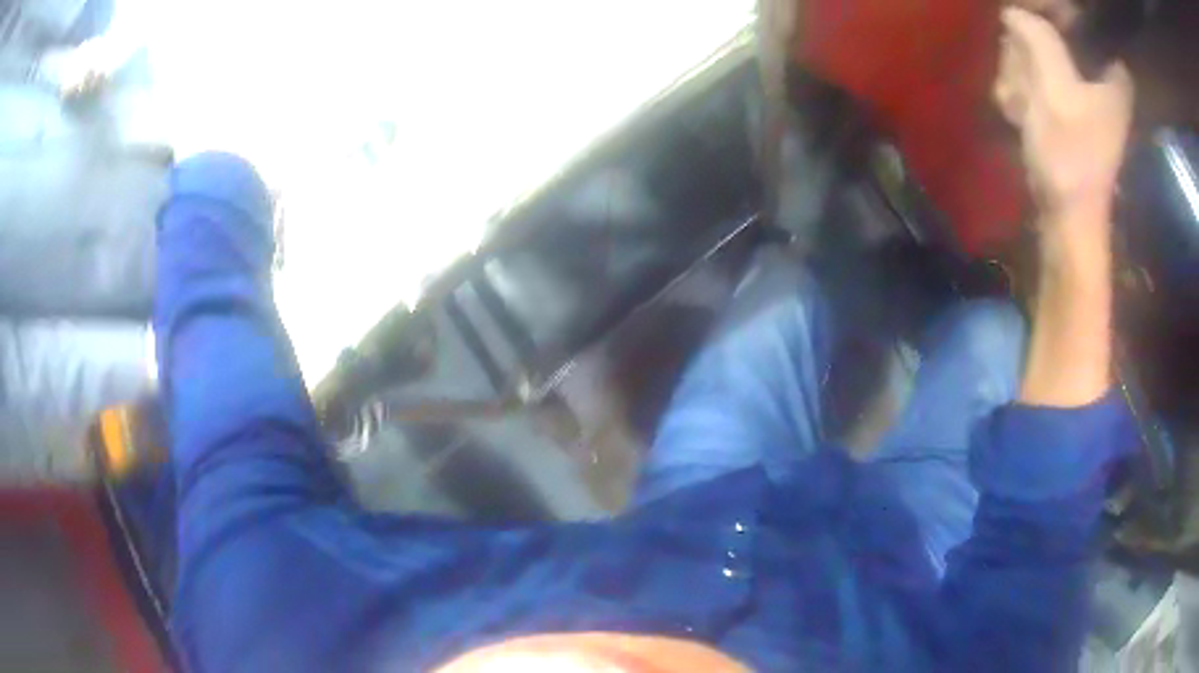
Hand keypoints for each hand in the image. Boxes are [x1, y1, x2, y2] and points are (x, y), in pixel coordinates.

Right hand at [994, 7, 1133, 221]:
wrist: (1066, 219)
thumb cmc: (1071, 158)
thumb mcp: (1057, 89)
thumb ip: (1038, 37)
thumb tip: (1014, 11)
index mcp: (1110, 70)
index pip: (1074, 15)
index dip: (1047, 13)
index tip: (1027, 25)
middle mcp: (1097, 73)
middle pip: (1048, 31)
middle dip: (1027, 54)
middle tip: (1027, 84)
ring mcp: (1078, 88)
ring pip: (1034, 53)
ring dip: (1018, 75)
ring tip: (1021, 107)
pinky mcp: (1064, 104)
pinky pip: (1032, 77)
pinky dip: (1020, 92)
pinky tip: (1020, 114)